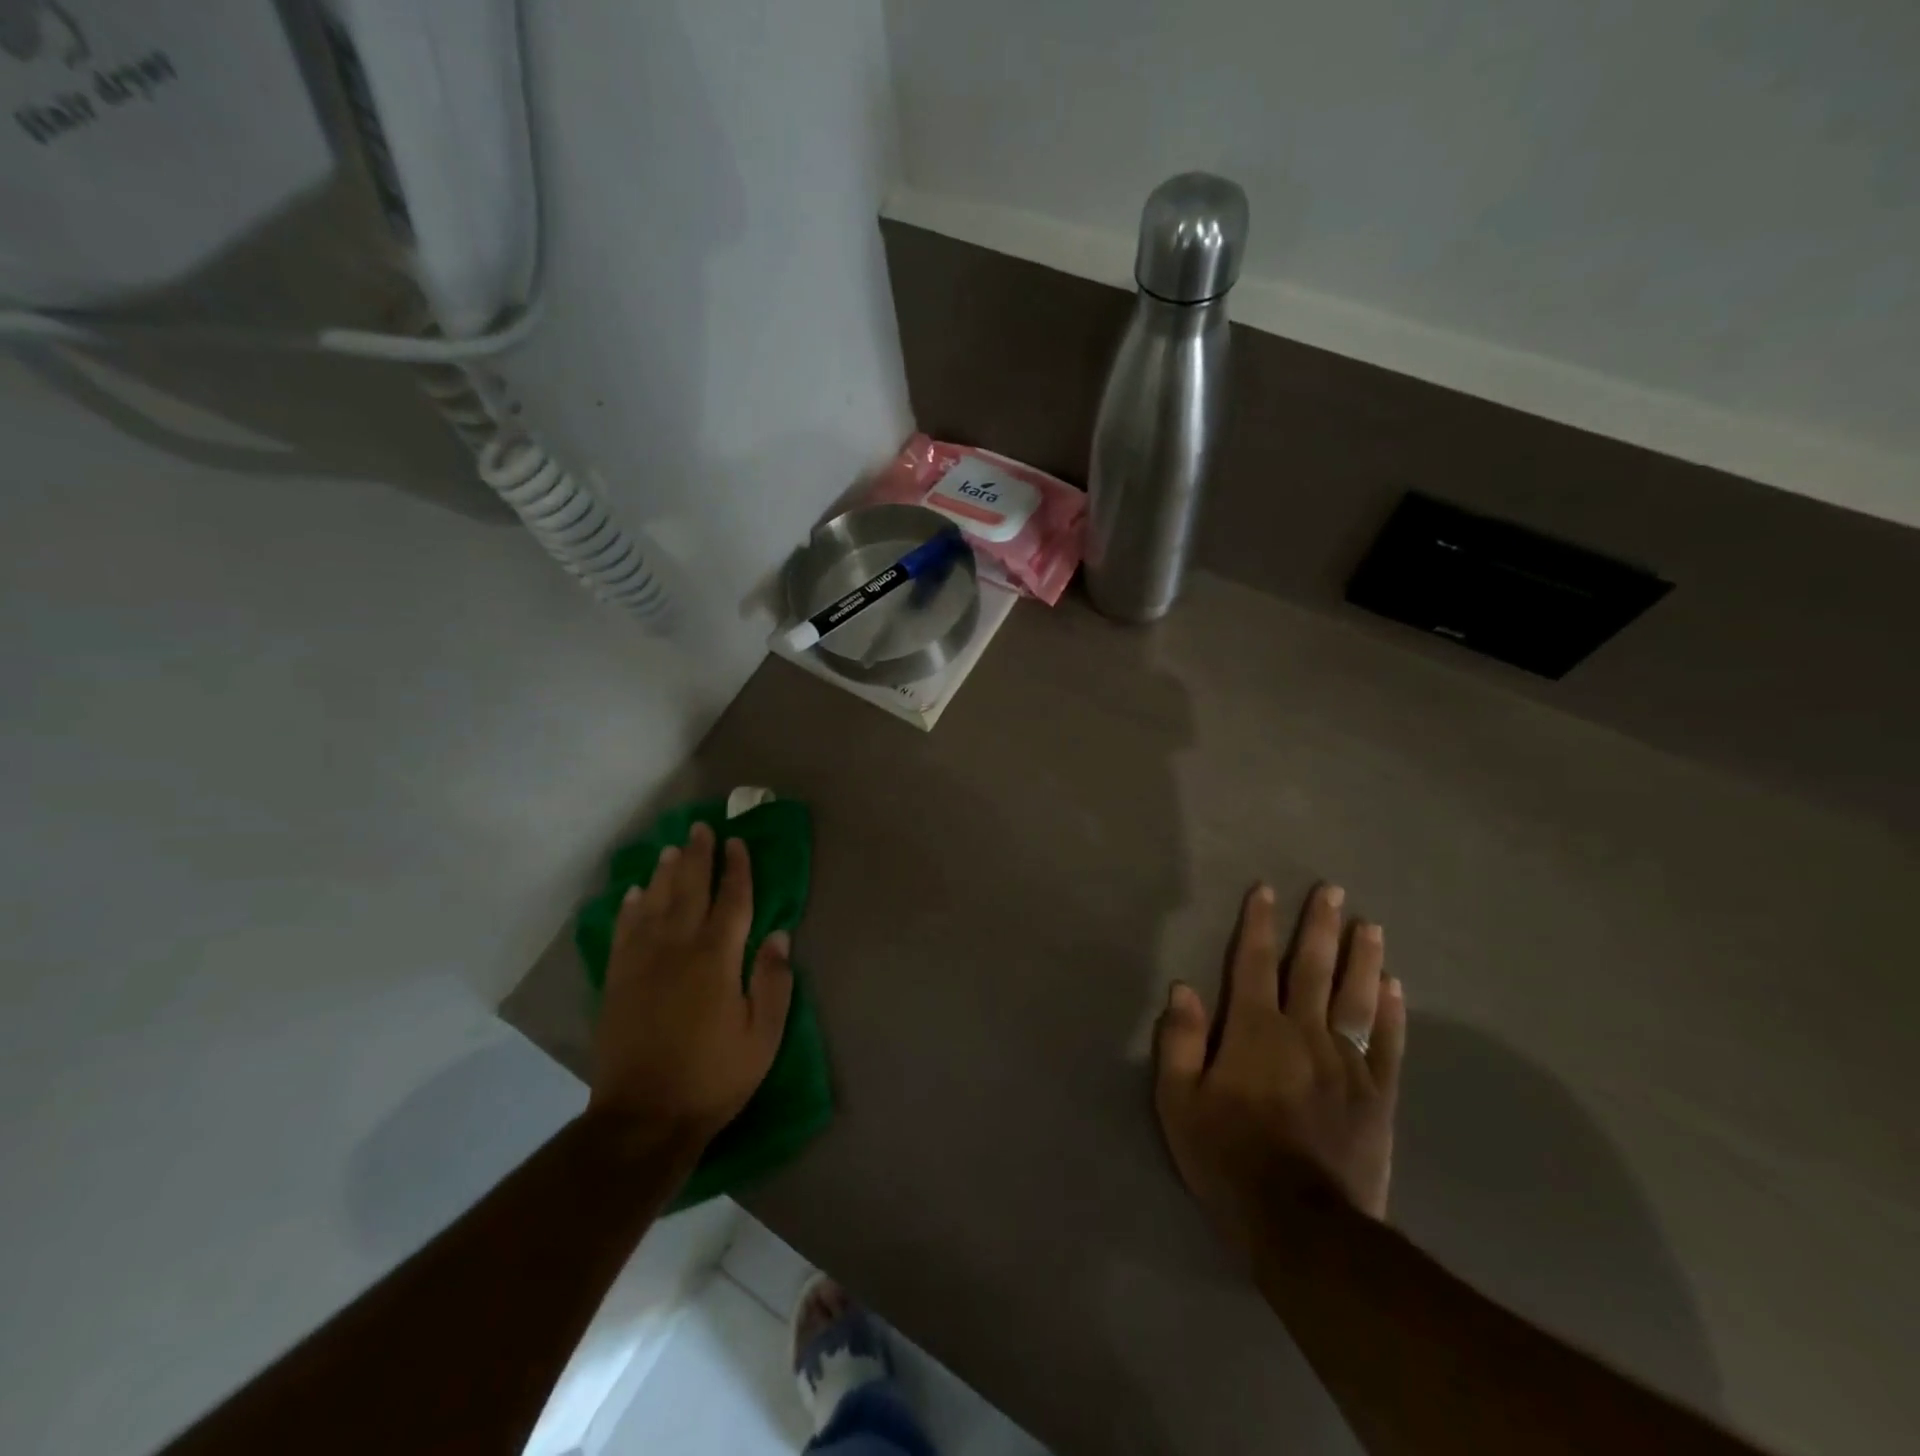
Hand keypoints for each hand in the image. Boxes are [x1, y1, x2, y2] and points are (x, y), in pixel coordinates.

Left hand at [588, 822, 794, 1156]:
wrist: (644, 1118)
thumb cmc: (714, 1077)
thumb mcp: (762, 1036)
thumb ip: (772, 982)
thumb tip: (778, 935)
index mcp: (717, 960)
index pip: (732, 901)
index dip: (737, 869)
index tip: (737, 842)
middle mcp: (677, 949)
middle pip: (689, 891)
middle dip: (698, 857)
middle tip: (700, 827)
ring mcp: (642, 964)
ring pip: (654, 904)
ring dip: (664, 874)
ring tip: (672, 849)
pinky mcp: (618, 981)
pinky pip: (624, 932)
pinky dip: (630, 909)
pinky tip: (635, 894)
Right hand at [1154, 883, 1405, 1242]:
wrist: (1302, 1226)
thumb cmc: (1229, 1158)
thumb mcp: (1179, 1102)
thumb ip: (1179, 1041)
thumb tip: (1183, 988)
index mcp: (1254, 1030)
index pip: (1255, 963)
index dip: (1260, 924)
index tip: (1267, 890)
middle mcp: (1303, 1033)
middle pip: (1313, 969)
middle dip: (1320, 926)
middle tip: (1333, 890)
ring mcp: (1347, 1063)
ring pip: (1357, 998)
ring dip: (1363, 958)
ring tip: (1370, 926)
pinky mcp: (1377, 1096)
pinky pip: (1389, 1044)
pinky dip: (1394, 1013)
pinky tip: (1396, 988)